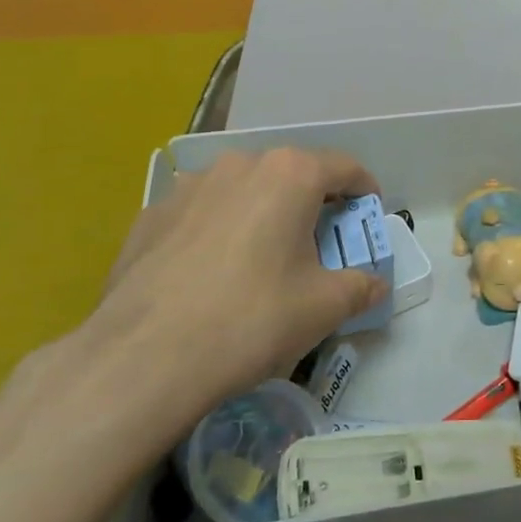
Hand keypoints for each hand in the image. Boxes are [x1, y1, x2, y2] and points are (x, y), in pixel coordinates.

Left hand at [35, 148, 385, 464]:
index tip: (367, 215)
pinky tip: (210, 273)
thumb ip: (360, 287)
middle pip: (291, 174)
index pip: (344, 167)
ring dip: (261, 212)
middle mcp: (240, 165)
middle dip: (311, 202)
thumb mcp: (324, 307)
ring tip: (260, 257)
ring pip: (242, 190)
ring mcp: (188, 186)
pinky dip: (218, 230)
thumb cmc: (252, 319)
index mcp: (290, 175)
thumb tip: (375, 284)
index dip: (364, 190)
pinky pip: (201, 213)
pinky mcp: (151, 214)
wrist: (145, 356)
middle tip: (317, 243)